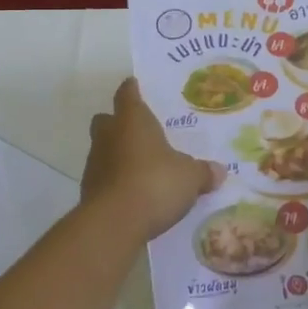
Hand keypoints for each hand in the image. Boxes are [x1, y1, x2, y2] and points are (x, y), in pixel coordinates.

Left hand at [83, 78, 224, 240]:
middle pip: (107, 119)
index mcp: (132, 120)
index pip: (127, 94)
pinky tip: (133, 192)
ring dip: (117, 153)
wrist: (114, 223)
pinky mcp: (88, 189)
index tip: (135, 85)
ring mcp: (94, 162)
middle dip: (119, 122)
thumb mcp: (189, 178)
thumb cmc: (155, 184)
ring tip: (141, 166)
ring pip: (103, 148)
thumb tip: (219, 171)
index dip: (132, 90)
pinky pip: (103, 176)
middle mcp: (109, 135)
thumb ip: (203, 172)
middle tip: (139, 131)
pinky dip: (115, 180)